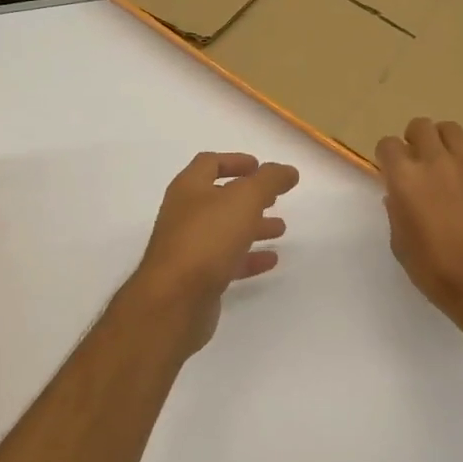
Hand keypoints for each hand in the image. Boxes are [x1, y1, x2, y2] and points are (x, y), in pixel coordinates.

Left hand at [126, 152, 299, 356]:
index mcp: (189, 188)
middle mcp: (184, 214)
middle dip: (248, 197)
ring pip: (225, 230)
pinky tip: (271, 260)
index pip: (209, 163)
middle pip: (218, 198)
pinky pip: (226, 261)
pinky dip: (249, 257)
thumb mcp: (244, 199)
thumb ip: (269, 180)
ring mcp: (188, 247)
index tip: (260, 167)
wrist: (175, 300)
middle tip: (274, 198)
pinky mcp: (196, 278)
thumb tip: (287, 170)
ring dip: (252, 226)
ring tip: (280, 228)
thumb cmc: (207, 238)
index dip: (235, 161)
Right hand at [377, 118, 462, 341]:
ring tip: (448, 162)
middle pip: (421, 127)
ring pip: (453, 130)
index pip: (387, 145)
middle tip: (418, 160)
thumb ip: (397, 213)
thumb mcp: (401, 245)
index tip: (391, 170)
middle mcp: (435, 163)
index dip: (387, 156)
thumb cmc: (435, 269)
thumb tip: (398, 197)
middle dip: (415, 139)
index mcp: (405, 179)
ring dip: (446, 142)